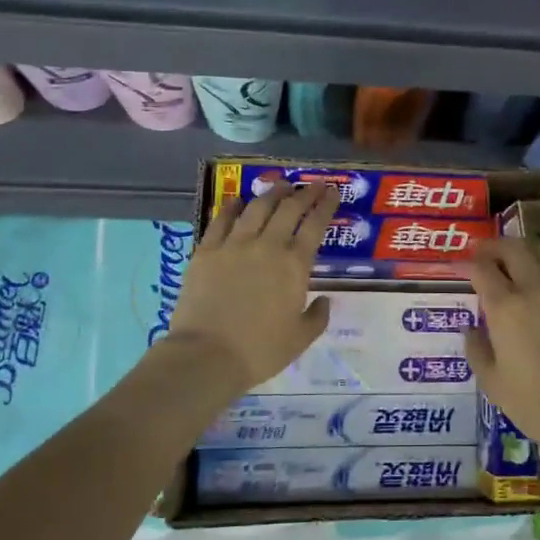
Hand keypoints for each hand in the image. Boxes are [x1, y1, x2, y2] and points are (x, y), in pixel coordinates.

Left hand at [166, 182, 336, 392]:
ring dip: (271, 193)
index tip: (333, 192)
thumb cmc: (260, 351)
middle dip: (304, 193)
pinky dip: (231, 207)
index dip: (326, 205)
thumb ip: (317, 317)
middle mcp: (267, 246)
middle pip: (289, 209)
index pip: (315, 225)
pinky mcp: (206, 251)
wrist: (207, 355)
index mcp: (294, 266)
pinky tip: (237, 200)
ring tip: (280, 184)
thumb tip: (324, 300)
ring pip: (257, 208)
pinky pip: (221, 221)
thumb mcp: (300, 339)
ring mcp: (234, 245)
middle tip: (313, 184)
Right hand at [463, 238, 539, 463]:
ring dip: (531, 249)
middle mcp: (539, 290)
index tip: (461, 264)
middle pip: (514, 249)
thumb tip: (471, 327)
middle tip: (487, 252)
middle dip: (495, 246)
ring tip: (525, 259)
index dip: (467, 263)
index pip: (482, 270)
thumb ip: (477, 349)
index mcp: (507, 310)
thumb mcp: (494, 385)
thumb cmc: (539, 408)